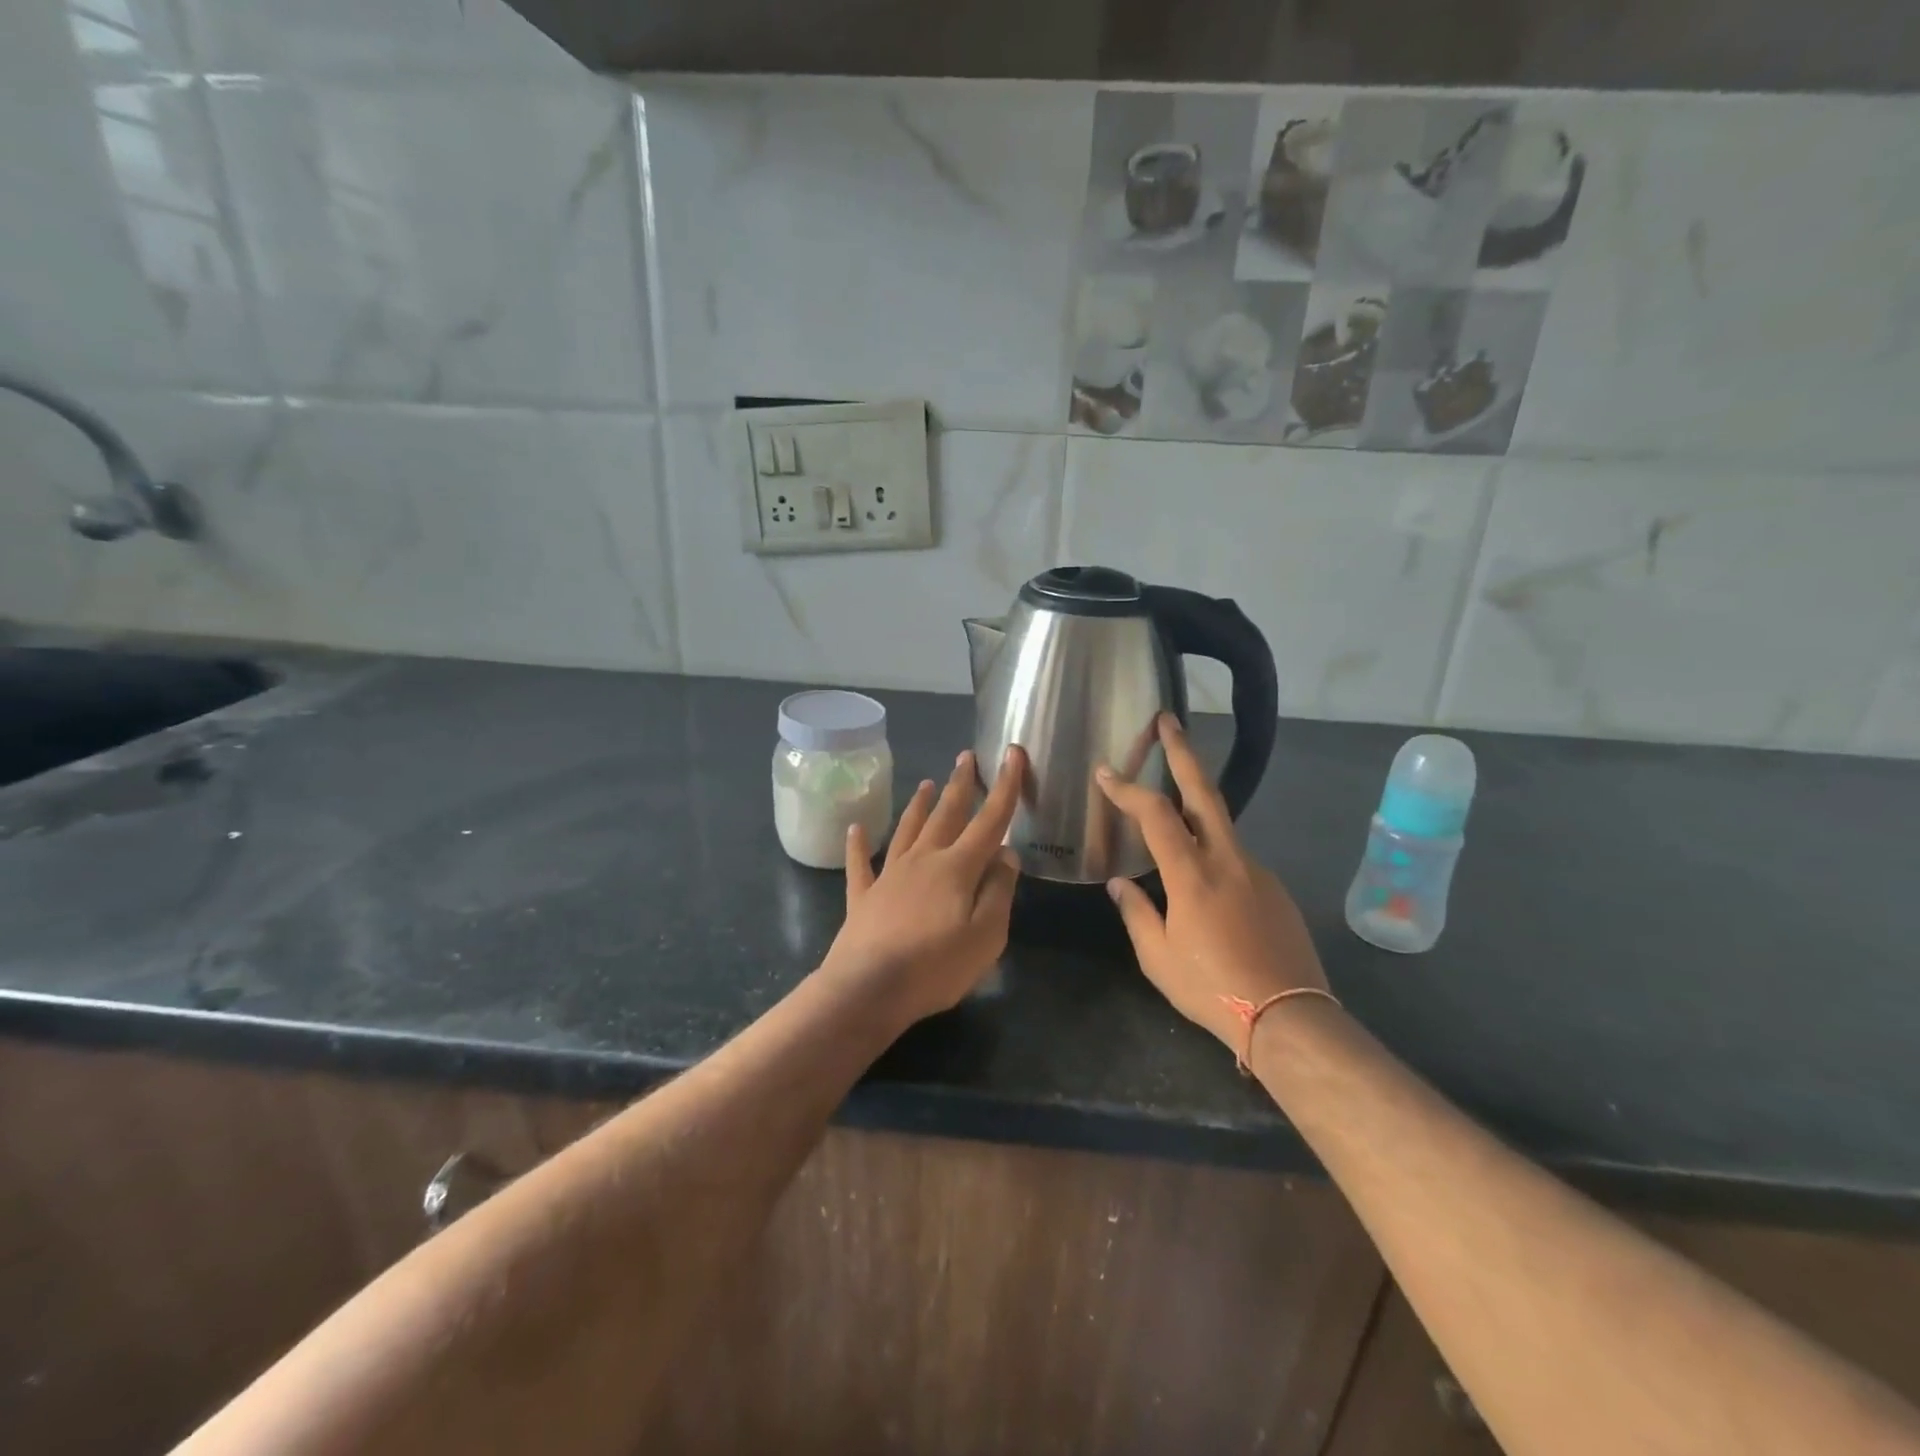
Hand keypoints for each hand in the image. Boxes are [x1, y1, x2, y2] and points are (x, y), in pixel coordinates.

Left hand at [820, 746, 1026, 1026]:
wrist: (868, 989)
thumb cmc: (936, 966)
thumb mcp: (986, 935)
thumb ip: (999, 890)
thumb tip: (1006, 852)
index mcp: (957, 868)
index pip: (989, 821)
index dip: (1005, 787)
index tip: (1012, 753)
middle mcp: (922, 860)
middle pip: (945, 815)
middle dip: (960, 784)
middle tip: (966, 756)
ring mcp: (888, 876)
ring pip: (907, 830)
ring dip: (919, 805)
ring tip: (927, 783)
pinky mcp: (863, 897)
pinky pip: (859, 864)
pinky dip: (857, 845)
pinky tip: (855, 828)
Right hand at [1095, 714, 1327, 1050]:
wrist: (1289, 1017)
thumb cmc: (1212, 988)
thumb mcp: (1158, 957)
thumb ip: (1136, 913)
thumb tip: (1119, 884)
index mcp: (1191, 874)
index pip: (1154, 814)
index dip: (1127, 788)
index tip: (1106, 772)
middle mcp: (1227, 860)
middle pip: (1204, 791)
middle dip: (1183, 752)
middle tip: (1168, 721)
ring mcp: (1257, 871)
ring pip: (1222, 826)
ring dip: (1196, 808)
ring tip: (1173, 816)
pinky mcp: (1275, 889)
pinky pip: (1236, 860)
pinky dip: (1214, 855)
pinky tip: (1207, 886)